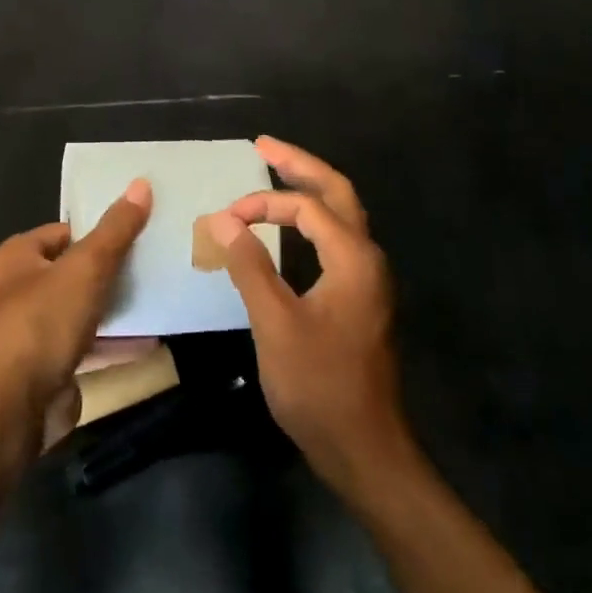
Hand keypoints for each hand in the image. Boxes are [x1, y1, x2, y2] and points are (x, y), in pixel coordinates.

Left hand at [0, 180, 152, 437]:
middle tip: (154, 264)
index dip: (98, 232)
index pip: (64, 232)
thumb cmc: (42, 321)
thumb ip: (115, 230)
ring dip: (115, 308)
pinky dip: (114, 344)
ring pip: (81, 310)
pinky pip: (87, 348)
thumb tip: (141, 183)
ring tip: (158, 297)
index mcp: (17, 257)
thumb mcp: (86, 267)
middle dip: (110, 271)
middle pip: (73, 271)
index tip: (138, 232)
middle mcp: (18, 291)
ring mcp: (31, 333)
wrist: (9, 407)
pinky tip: (149, 341)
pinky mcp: (46, 369)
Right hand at [204, 137, 409, 495]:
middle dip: (299, 166)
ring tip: (276, 172)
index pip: (307, 208)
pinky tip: (291, 229)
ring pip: (341, 217)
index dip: (262, 204)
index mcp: (354, 258)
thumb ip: (249, 267)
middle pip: (337, 193)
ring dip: (309, 191)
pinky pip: (336, 241)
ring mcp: (368, 280)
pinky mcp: (360, 299)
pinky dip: (311, 222)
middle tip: (263, 145)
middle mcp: (368, 259)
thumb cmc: (319, 385)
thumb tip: (223, 221)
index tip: (223, 219)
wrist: (364, 447)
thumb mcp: (276, 323)